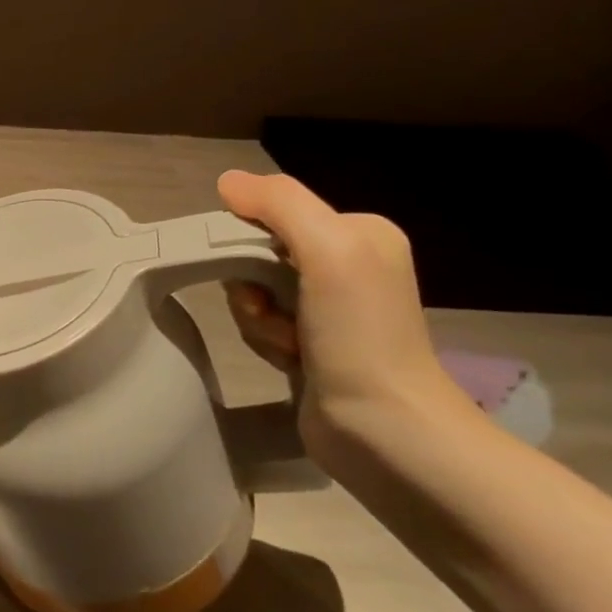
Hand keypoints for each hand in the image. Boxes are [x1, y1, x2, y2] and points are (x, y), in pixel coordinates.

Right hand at [216, 170, 459, 457]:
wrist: (384, 429)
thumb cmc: (359, 333)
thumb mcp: (328, 249)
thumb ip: (280, 203)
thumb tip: (227, 181)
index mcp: (359, 234)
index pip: (276, 213)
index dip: (250, 239)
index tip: (255, 271)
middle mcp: (347, 265)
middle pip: (260, 254)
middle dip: (253, 285)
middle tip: (269, 311)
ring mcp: (330, 309)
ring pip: (255, 291)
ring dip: (257, 318)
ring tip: (286, 344)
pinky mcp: (312, 345)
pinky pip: (262, 324)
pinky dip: (265, 340)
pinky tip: (288, 360)